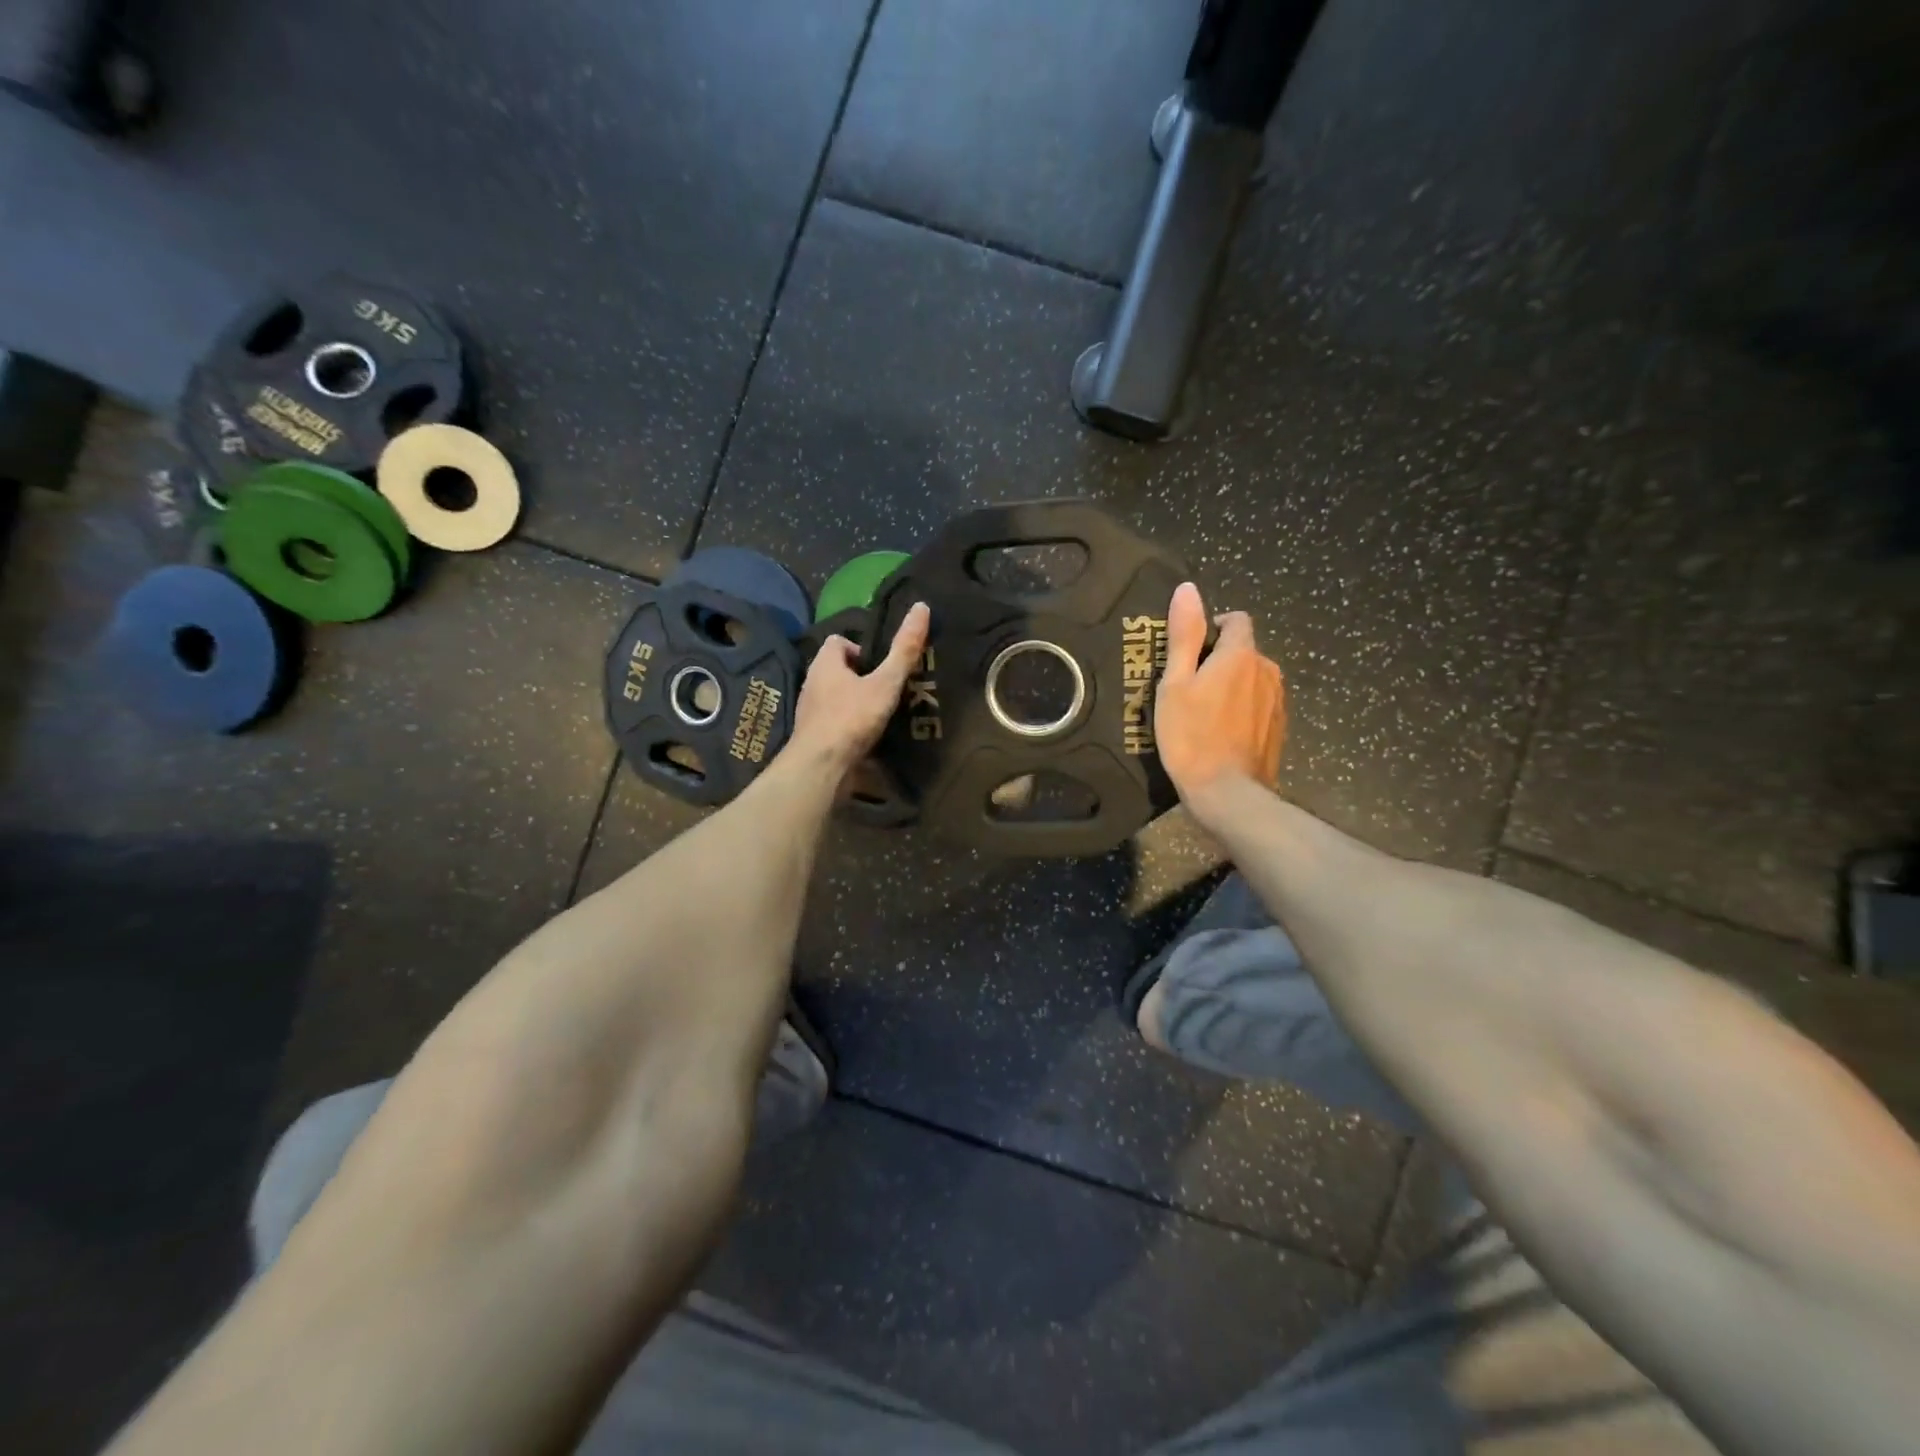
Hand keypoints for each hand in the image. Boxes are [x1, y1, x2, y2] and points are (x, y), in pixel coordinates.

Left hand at [788, 602, 930, 780]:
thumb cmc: (852, 718)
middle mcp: (812, 683)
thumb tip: (921, 606)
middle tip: (887, 688)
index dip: (860, 648)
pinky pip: (833, 721)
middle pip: (837, 669)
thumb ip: (904, 650)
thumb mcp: (885, 683)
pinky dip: (849, 724)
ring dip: (855, 701)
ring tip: (882, 714)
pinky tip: (868, 737)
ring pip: (835, 696)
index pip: (838, 641)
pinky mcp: (813, 735)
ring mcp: (810, 711)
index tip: (881, 665)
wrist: (821, 767)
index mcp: (824, 663)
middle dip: (860, 676)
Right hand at [1155, 583, 1285, 820]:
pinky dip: (1243, 708)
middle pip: (1245, 650)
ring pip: (1254, 677)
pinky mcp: (1279, 727)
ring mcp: (1278, 701)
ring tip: (1205, 711)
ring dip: (1233, 684)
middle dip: (1221, 659)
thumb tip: (1188, 589)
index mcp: (1241, 655)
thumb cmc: (1191, 736)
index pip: (1237, 620)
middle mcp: (1267, 671)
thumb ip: (1184, 635)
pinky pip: (1260, 703)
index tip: (1191, 652)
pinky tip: (1222, 731)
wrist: (1227, 792)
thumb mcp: (1175, 683)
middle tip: (1189, 687)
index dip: (1213, 628)